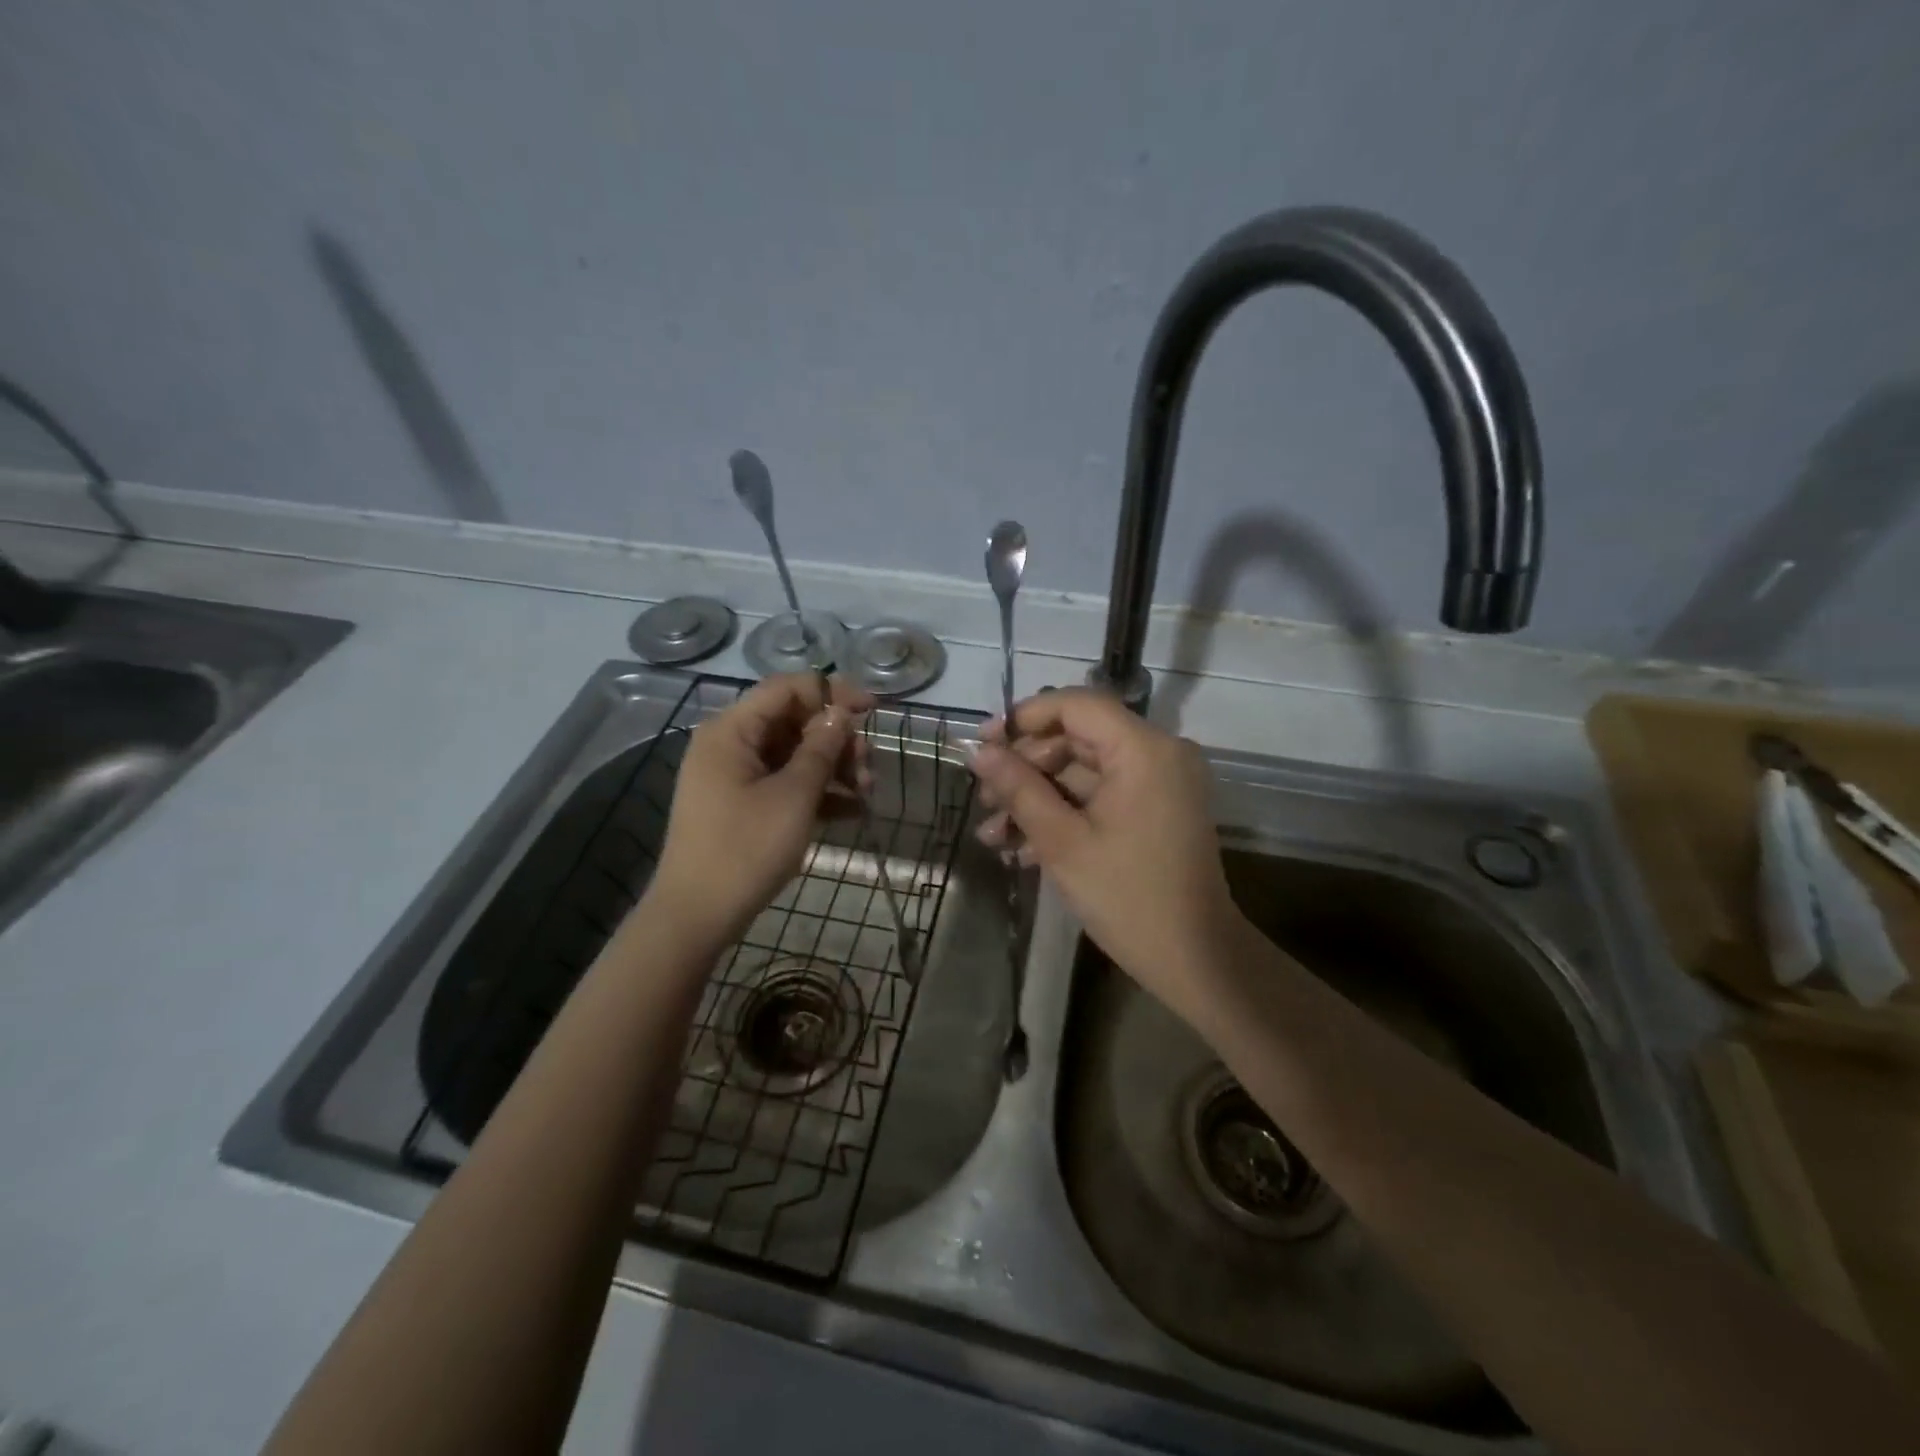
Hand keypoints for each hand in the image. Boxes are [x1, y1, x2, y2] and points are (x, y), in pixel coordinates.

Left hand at [649, 673, 873, 948]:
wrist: (696, 917)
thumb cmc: (745, 850)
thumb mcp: (793, 796)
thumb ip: (820, 748)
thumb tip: (840, 713)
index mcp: (731, 731)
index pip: (786, 690)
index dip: (832, 693)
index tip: (872, 710)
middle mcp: (730, 745)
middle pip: (793, 722)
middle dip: (836, 740)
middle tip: (869, 766)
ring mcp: (734, 777)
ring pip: (793, 755)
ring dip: (833, 768)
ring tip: (866, 792)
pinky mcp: (741, 805)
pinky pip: (784, 783)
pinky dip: (816, 792)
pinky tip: (852, 810)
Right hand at [968, 688, 1240, 1023]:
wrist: (1195, 960)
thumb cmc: (1128, 897)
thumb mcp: (1062, 842)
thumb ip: (1019, 788)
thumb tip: (978, 752)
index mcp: (1144, 749)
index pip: (1076, 705)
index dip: (1024, 718)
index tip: (983, 744)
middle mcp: (1158, 753)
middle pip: (1077, 738)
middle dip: (1025, 768)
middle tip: (984, 800)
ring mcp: (1159, 782)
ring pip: (1084, 771)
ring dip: (1037, 798)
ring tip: (993, 836)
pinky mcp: (1155, 809)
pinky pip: (1102, 795)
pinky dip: (1065, 813)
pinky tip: (1023, 849)